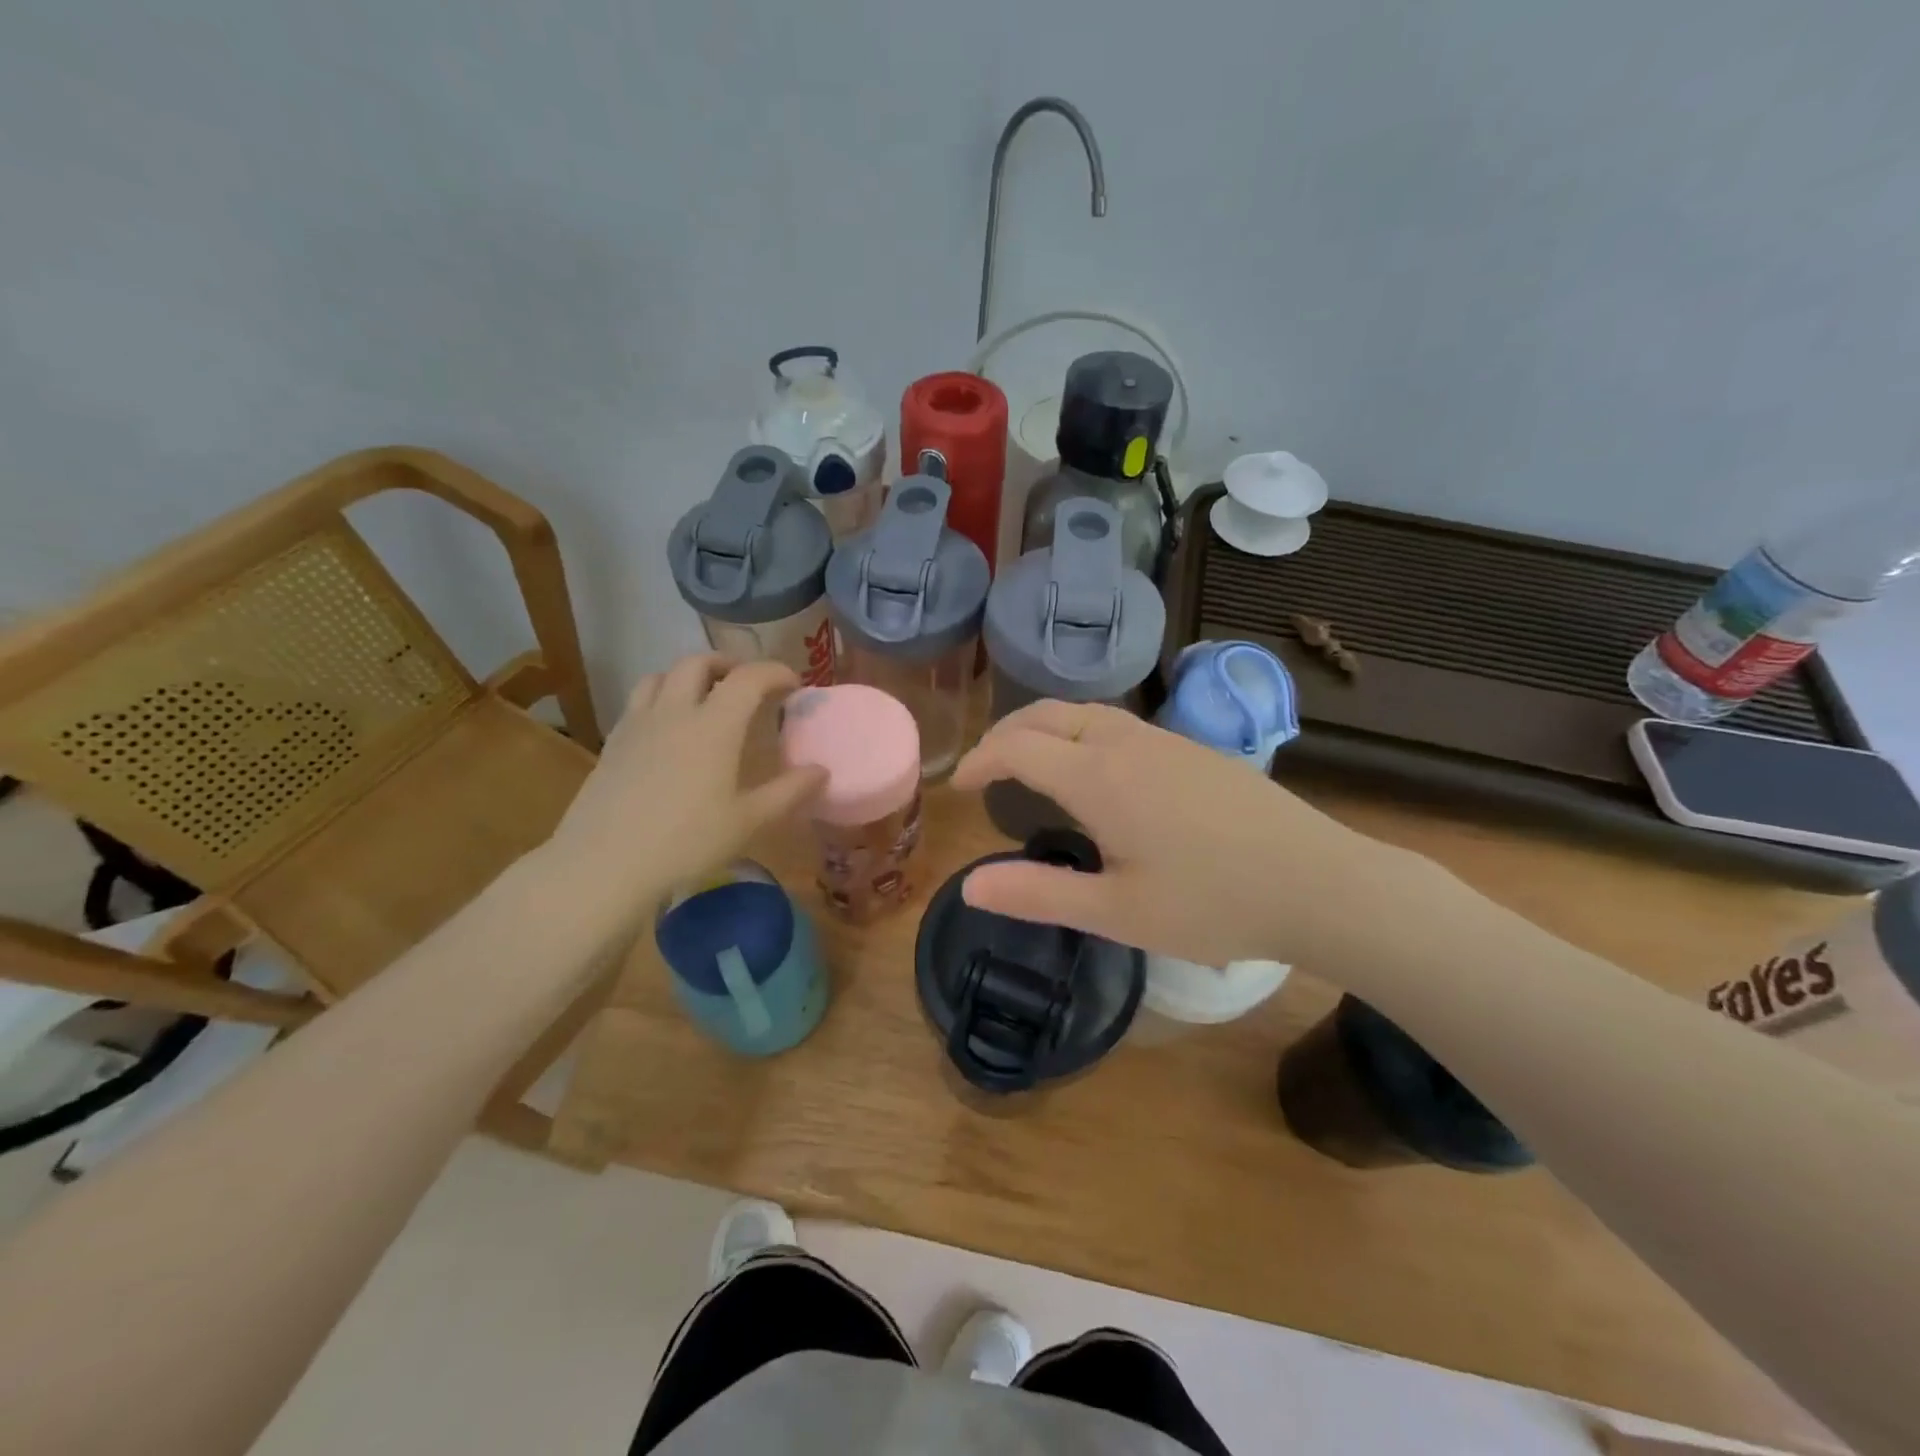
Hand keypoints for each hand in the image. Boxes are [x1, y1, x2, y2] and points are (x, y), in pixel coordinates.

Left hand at [544, 654, 825, 926]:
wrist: (604, 863)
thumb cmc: (686, 842)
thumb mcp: (748, 821)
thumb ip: (789, 792)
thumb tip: (821, 771)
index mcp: (714, 725)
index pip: (749, 677)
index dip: (775, 672)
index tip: (794, 684)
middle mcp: (675, 712)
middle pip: (699, 663)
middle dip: (729, 665)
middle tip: (747, 685)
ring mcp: (638, 724)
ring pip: (662, 675)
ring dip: (689, 675)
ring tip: (705, 697)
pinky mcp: (613, 742)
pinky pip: (639, 701)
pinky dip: (662, 697)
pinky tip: (668, 729)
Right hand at [951, 700, 1395, 970]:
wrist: (1319, 882)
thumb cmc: (1213, 903)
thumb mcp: (1117, 912)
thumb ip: (1038, 894)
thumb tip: (969, 885)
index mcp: (1099, 777)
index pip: (1017, 747)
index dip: (980, 761)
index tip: (959, 787)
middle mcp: (1126, 742)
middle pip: (1047, 714)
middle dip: (1005, 734)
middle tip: (985, 769)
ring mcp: (1164, 740)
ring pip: (1085, 712)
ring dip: (1045, 728)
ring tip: (1030, 763)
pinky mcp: (1193, 749)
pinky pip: (1118, 723)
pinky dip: (1080, 732)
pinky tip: (1095, 770)